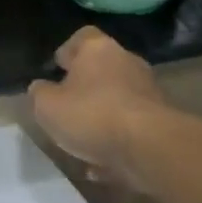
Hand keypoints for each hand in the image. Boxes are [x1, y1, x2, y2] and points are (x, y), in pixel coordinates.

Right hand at [28, 28, 167, 188]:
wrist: (151, 149)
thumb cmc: (92, 115)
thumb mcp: (47, 106)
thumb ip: (39, 94)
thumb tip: (40, 89)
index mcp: (98, 49)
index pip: (82, 37)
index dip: (67, 51)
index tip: (57, 69)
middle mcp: (127, 62)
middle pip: (102, 68)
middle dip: (85, 86)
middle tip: (67, 106)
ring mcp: (148, 92)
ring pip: (118, 100)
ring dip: (102, 117)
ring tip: (82, 142)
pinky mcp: (162, 122)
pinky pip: (131, 129)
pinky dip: (116, 142)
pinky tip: (100, 166)